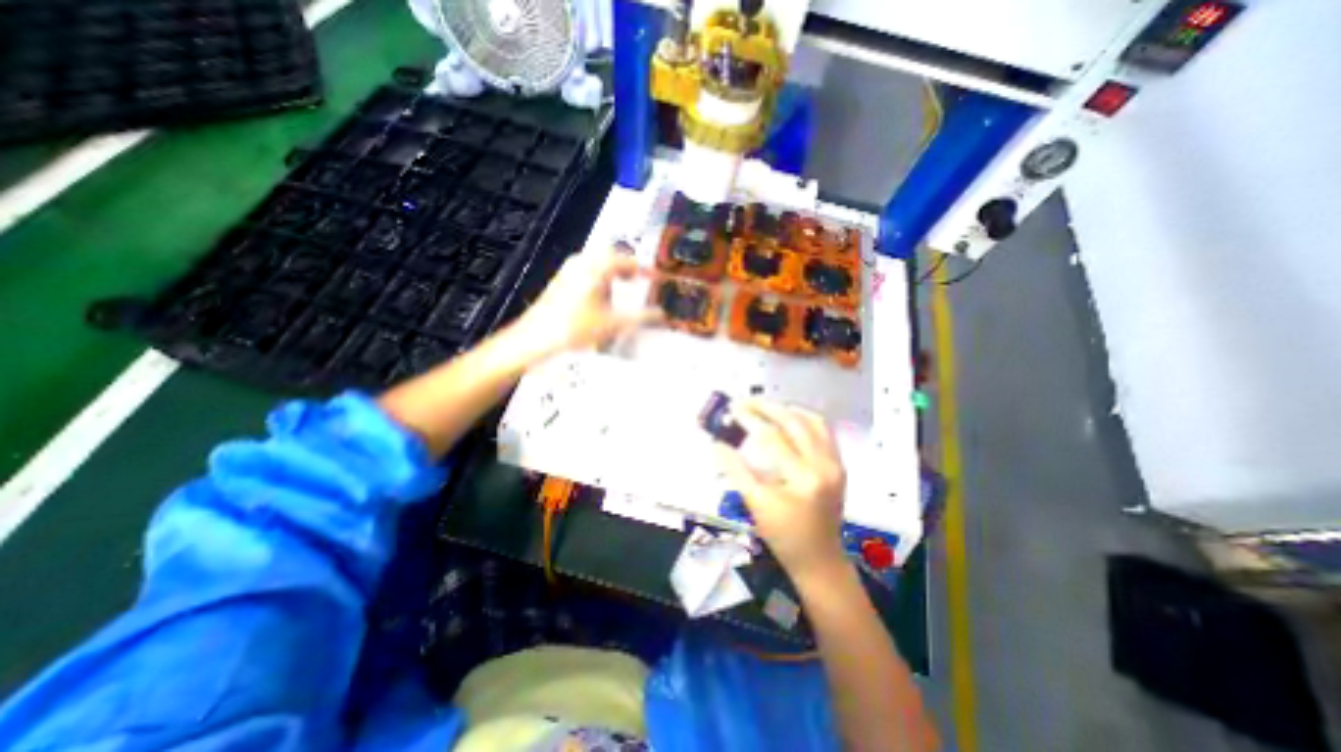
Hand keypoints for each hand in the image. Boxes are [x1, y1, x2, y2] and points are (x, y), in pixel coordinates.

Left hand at [516, 246, 656, 362]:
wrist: (537, 337)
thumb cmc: (576, 327)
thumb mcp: (614, 323)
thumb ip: (641, 318)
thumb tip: (661, 315)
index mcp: (597, 267)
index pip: (626, 260)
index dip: (642, 268)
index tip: (653, 277)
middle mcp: (582, 262)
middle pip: (610, 257)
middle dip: (626, 267)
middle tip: (638, 279)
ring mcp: (568, 271)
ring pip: (596, 264)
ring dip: (612, 273)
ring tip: (622, 288)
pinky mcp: (560, 282)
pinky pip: (586, 273)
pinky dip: (599, 279)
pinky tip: (601, 299)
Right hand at [718, 400, 840, 582]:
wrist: (819, 559)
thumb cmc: (783, 536)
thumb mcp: (755, 504)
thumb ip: (735, 471)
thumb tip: (716, 444)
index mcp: (803, 479)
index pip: (772, 437)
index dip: (749, 419)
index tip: (731, 408)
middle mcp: (824, 465)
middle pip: (794, 422)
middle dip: (766, 407)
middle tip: (744, 401)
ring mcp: (835, 463)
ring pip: (813, 421)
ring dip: (787, 409)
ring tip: (764, 406)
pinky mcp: (838, 464)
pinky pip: (823, 430)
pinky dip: (804, 418)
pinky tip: (788, 417)